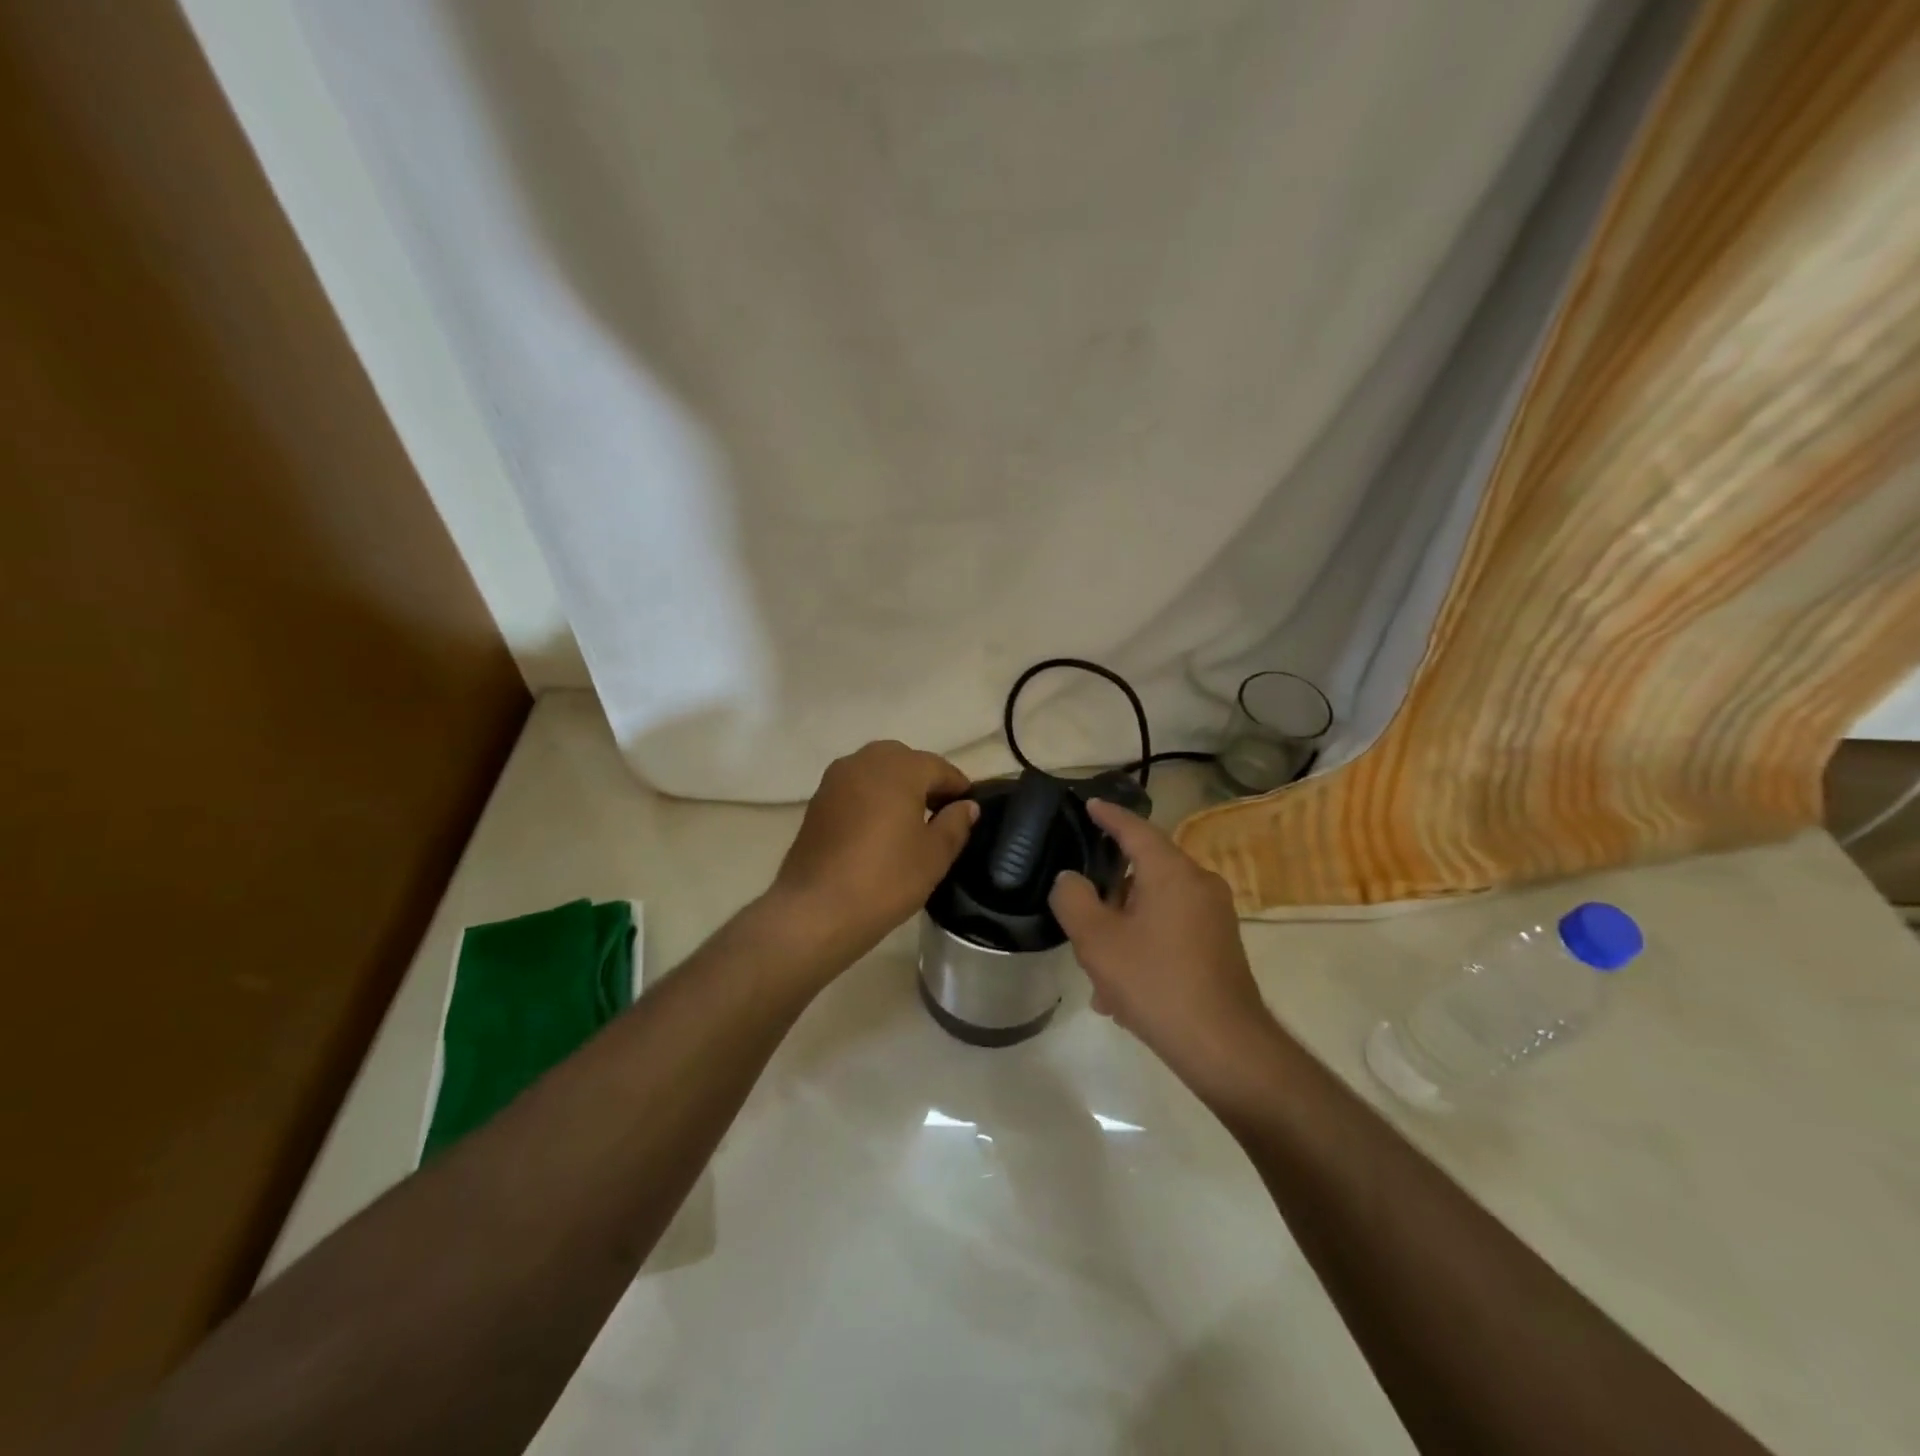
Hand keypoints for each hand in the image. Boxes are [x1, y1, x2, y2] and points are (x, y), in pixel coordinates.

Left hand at [768, 741, 977, 967]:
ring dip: (896, 786)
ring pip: (876, 770)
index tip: (969, 807)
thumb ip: (955, 824)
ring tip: (910, 820)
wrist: (817, 909)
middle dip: (924, 780)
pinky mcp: (817, 800)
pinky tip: (879, 828)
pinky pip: (854, 787)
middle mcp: (864, 761)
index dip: (958, 786)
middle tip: (940, 812)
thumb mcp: (934, 855)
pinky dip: (871, 797)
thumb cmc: (886, 879)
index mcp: (899, 768)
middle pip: (904, 760)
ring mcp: (835, 779)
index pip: (938, 767)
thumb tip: (967, 806)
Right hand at [1050, 799, 1274, 1084]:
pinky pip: (1171, 930)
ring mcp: (1214, 916)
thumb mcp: (1098, 941)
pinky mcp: (1219, 945)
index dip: (1109, 816)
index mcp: (1172, 872)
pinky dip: (1144, 945)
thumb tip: (1071, 880)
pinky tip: (1122, 991)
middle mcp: (1199, 884)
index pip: (1136, 829)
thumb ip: (1074, 899)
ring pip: (1154, 907)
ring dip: (1123, 929)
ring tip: (1097, 971)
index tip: (1090, 804)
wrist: (1225, 1047)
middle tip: (1080, 914)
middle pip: (1144, 871)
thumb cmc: (1156, 983)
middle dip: (1109, 894)